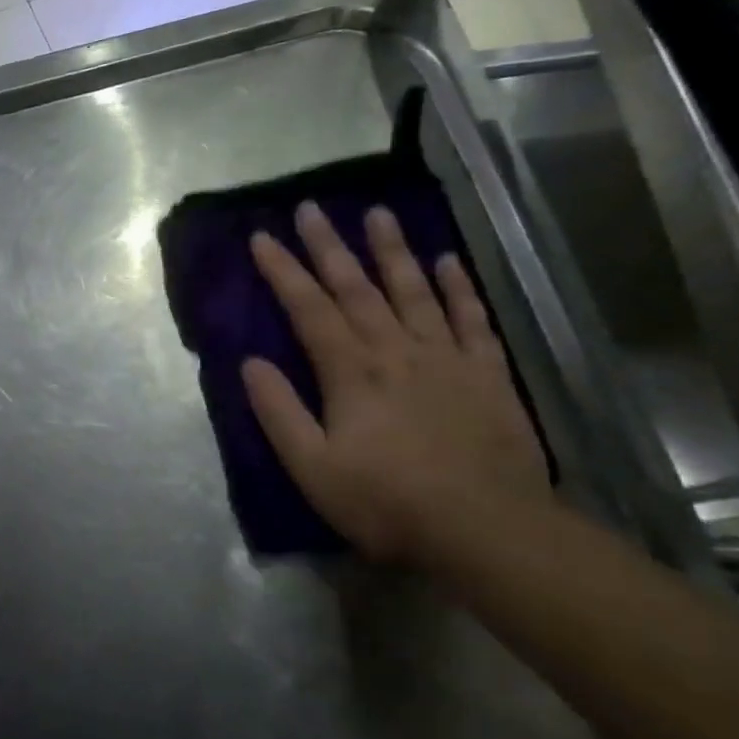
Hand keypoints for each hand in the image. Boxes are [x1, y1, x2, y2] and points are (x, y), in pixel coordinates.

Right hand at [243, 202, 552, 565]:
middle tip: (310, 208)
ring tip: (378, 213)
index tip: (262, 237)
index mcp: (350, 371)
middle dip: (329, 246)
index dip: (283, 271)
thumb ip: (279, 411)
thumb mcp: (312, 467)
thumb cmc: (386, 502)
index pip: (309, 309)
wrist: (487, 530)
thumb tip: (250, 363)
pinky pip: (471, 319)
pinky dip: (458, 288)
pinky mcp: (487, 374)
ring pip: (414, 291)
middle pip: (358, 288)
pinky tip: (447, 261)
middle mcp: (396, 350)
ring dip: (392, 250)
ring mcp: (447, 358)